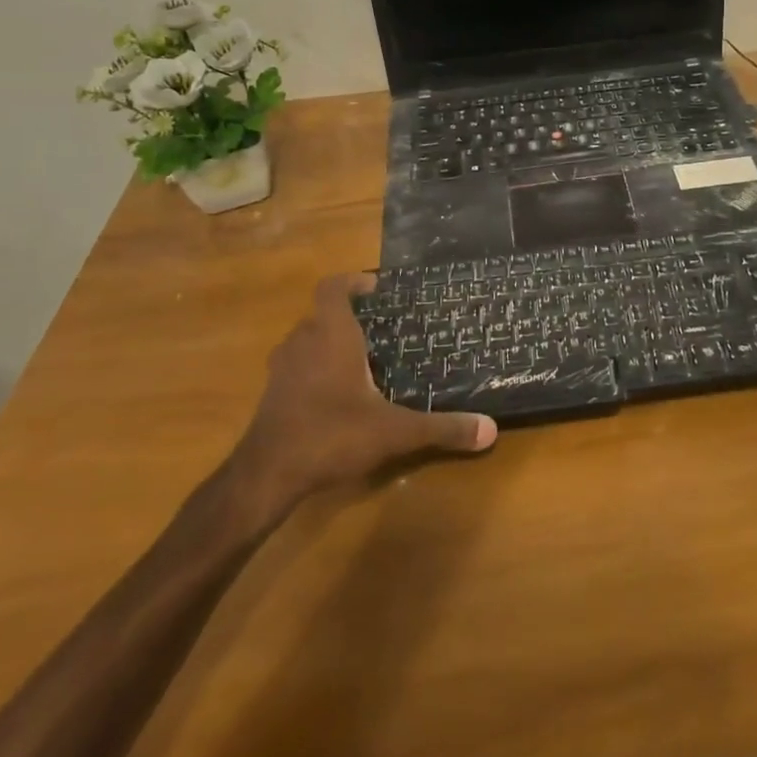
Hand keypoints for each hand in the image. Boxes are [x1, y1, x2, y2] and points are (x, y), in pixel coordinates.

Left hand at [228, 275, 496, 507]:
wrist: (266, 476)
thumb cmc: (331, 434)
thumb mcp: (394, 432)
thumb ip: (441, 428)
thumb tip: (490, 430)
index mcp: (331, 335)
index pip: (333, 287)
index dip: (352, 281)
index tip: (376, 288)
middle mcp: (303, 342)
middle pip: (322, 314)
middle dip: (349, 317)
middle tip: (382, 330)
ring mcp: (282, 368)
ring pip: (307, 340)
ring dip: (330, 343)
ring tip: (363, 361)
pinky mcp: (272, 394)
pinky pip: (297, 366)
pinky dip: (315, 369)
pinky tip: (337, 396)